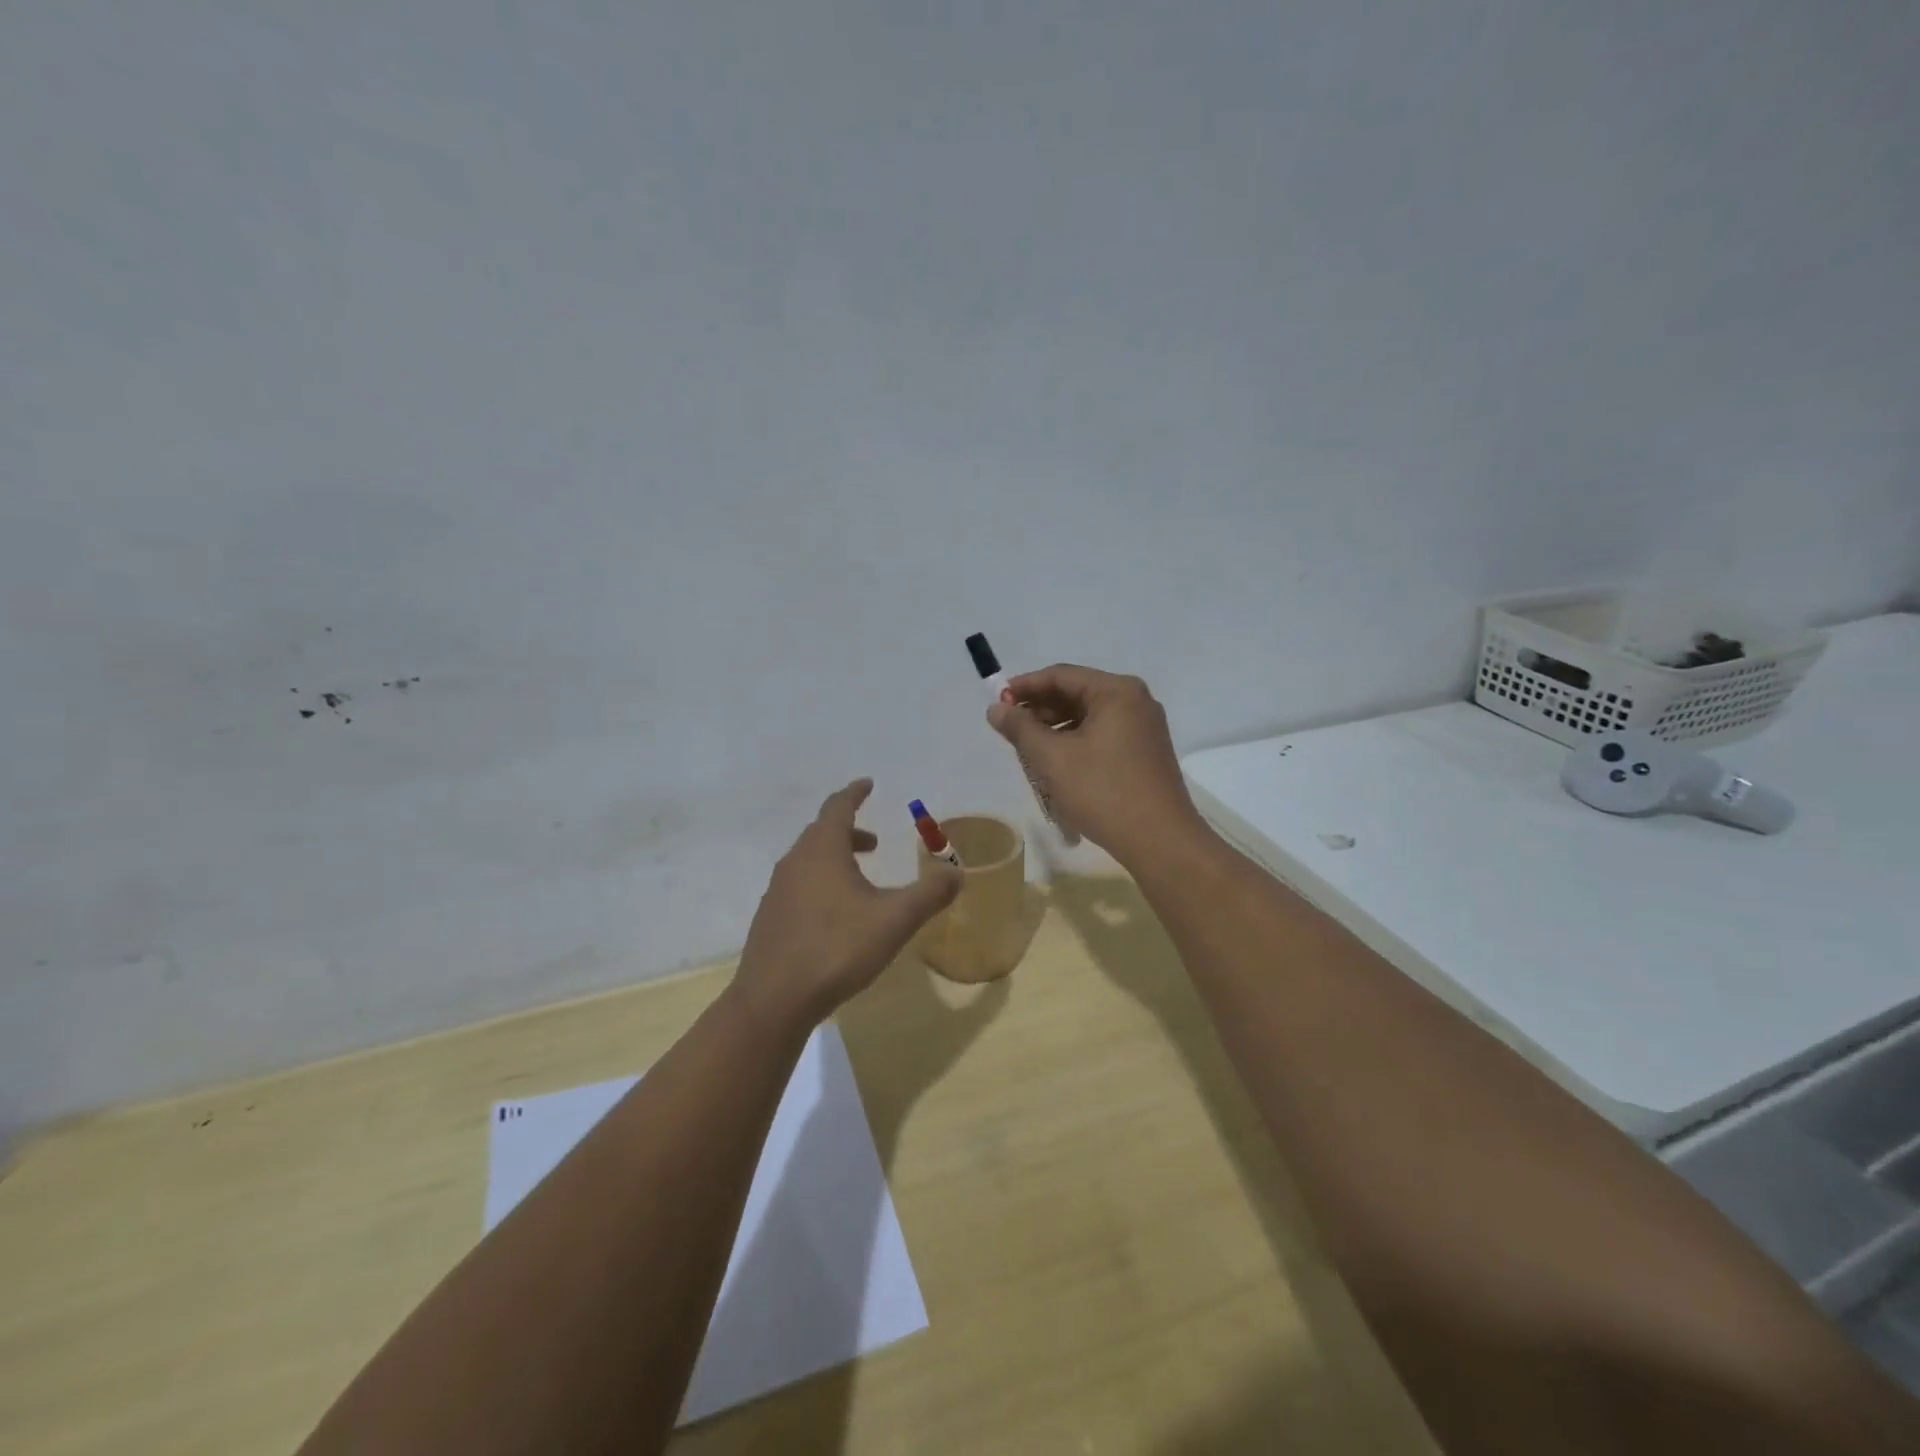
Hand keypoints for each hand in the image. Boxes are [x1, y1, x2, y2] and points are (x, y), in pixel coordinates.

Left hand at [734, 779, 961, 1025]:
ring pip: (809, 860)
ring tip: (860, 879)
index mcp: (822, 851)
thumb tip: (957, 873)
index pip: (837, 807)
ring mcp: (777, 891)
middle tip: (874, 842)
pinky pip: (799, 885)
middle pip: (822, 833)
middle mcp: (795, 862)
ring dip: (835, 859)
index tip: (867, 784)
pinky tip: (835, 915)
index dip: (854, 793)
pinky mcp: (770, 918)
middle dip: (849, 831)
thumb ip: (929, 895)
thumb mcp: (894, 921)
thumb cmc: (836, 949)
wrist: (773, 1000)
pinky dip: (820, 882)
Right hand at [987, 664, 1206, 868]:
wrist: (1160, 841)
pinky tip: (1057, 762)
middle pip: (1076, 693)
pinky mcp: (1146, 751)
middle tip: (1009, 728)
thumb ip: (1020, 728)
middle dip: (1040, 708)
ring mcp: (1144, 727)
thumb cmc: (1103, 792)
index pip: (1060, 675)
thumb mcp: (1052, 758)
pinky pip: (1103, 734)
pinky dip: (1076, 741)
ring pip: (1089, 716)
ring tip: (1028, 749)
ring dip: (1056, 727)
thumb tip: (996, 708)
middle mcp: (1135, 700)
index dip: (1024, 686)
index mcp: (1116, 691)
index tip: (997, 702)